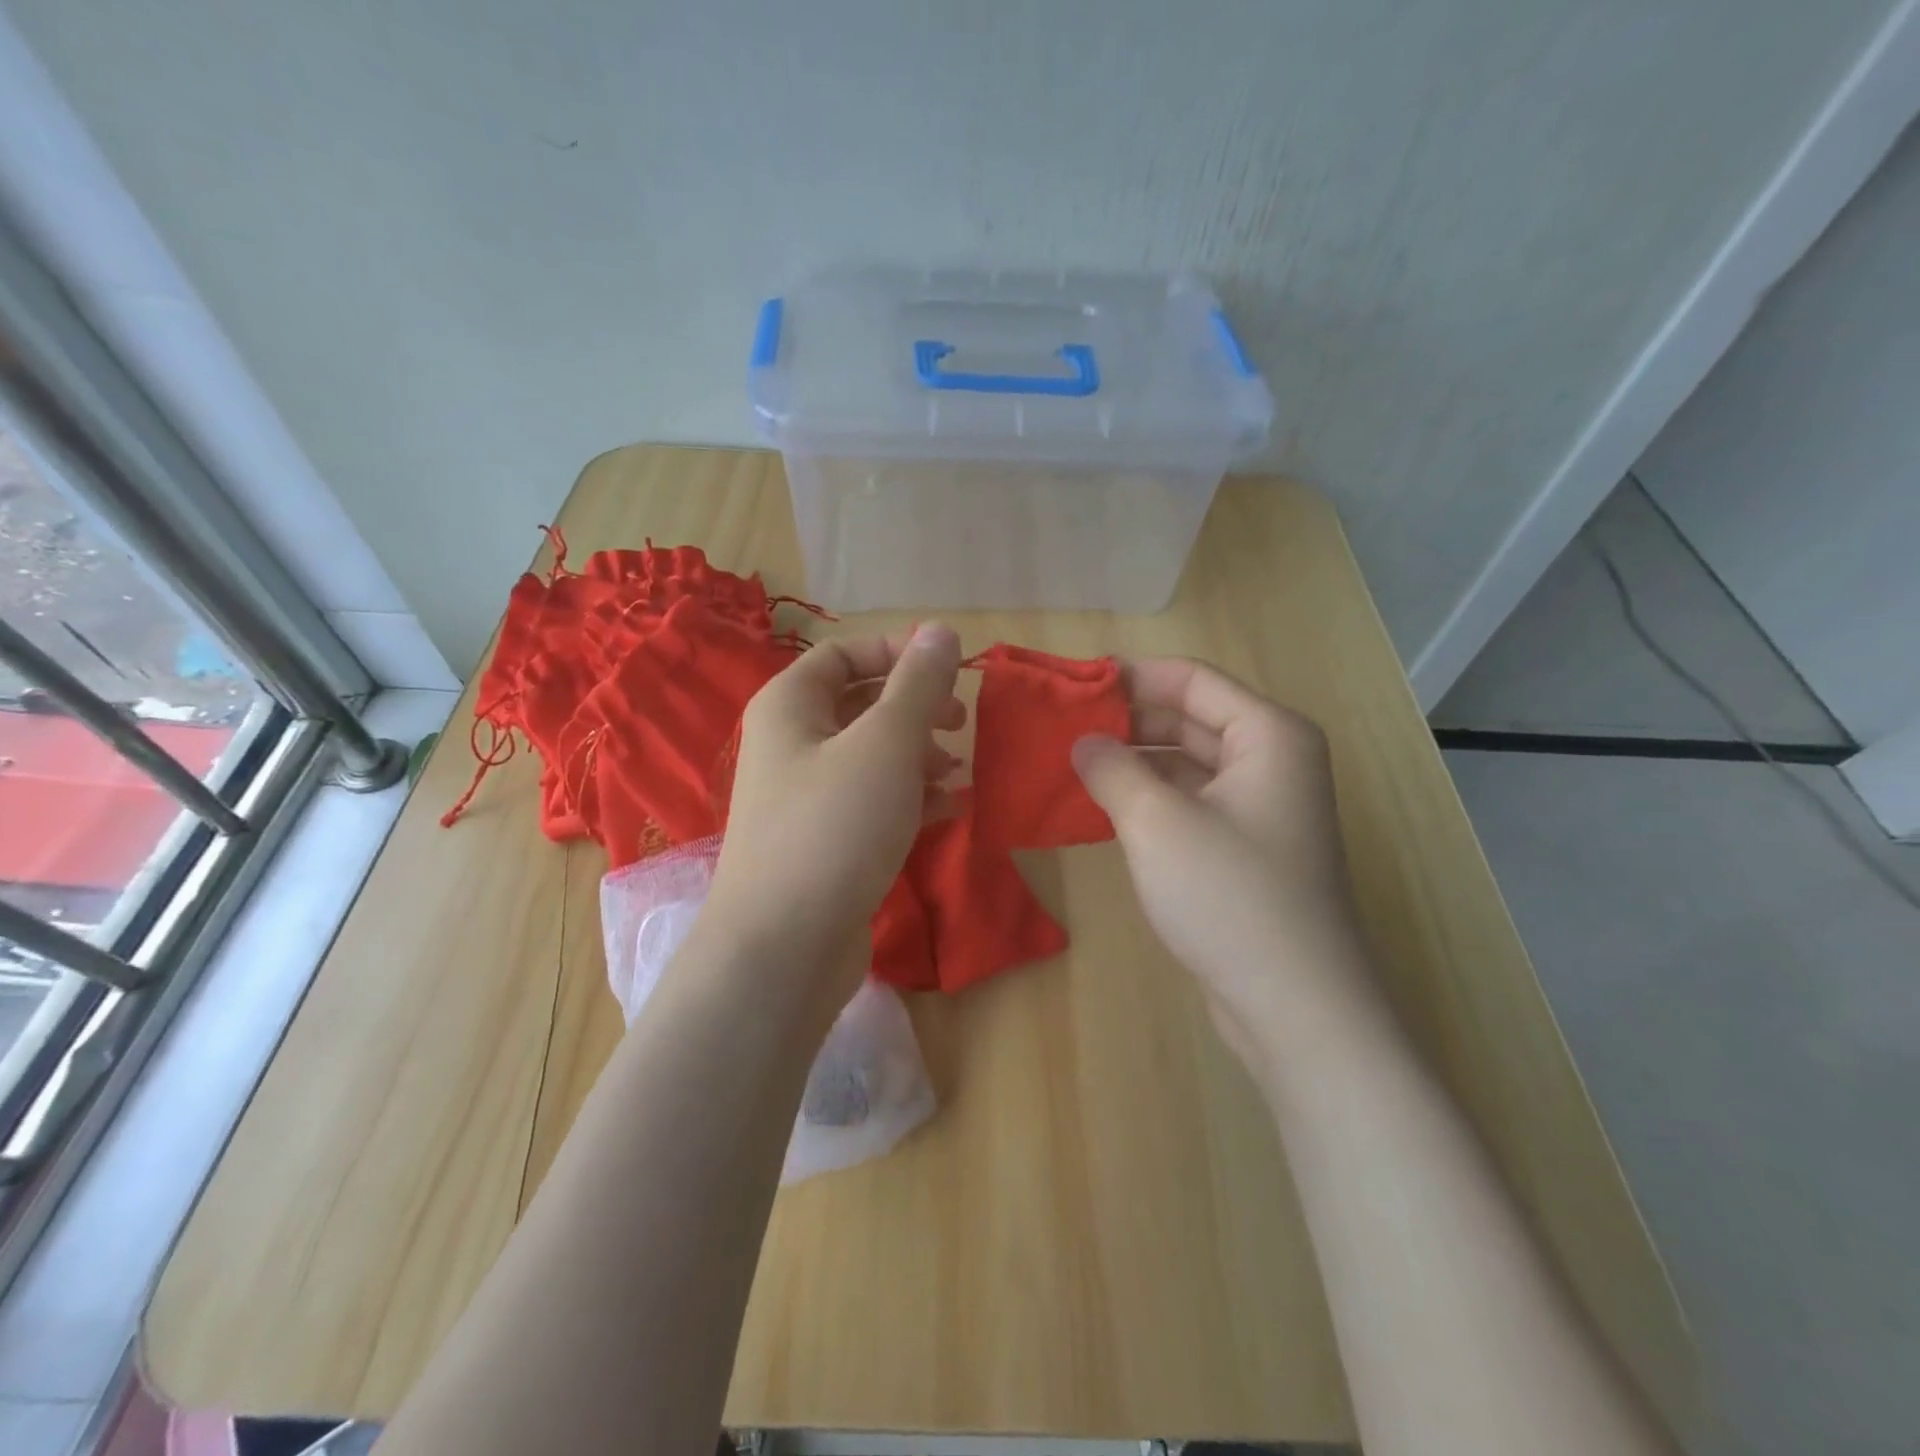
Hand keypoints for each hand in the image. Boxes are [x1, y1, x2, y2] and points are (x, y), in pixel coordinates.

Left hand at [699, 623, 963, 1012]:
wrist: (785, 947)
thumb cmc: (834, 826)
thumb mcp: (885, 744)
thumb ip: (918, 685)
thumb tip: (942, 629)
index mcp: (789, 706)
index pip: (843, 655)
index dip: (898, 654)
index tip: (950, 670)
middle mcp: (790, 744)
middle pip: (859, 705)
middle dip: (914, 709)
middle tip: (960, 722)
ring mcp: (805, 797)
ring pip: (870, 756)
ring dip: (917, 755)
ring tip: (956, 772)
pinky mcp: (824, 842)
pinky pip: (871, 802)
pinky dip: (909, 797)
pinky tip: (948, 810)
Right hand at [1072, 658, 1380, 1080]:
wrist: (1294, 1005)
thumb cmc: (1229, 895)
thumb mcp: (1156, 822)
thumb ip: (1112, 769)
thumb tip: (1083, 742)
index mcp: (1268, 735)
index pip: (1192, 681)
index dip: (1132, 676)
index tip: (1073, 684)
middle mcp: (1272, 761)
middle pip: (1191, 719)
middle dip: (1128, 721)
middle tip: (1063, 726)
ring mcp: (1261, 808)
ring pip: (1188, 763)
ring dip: (1135, 761)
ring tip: (1072, 763)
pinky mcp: (1246, 848)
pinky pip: (1191, 802)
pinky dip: (1150, 798)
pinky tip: (1103, 806)